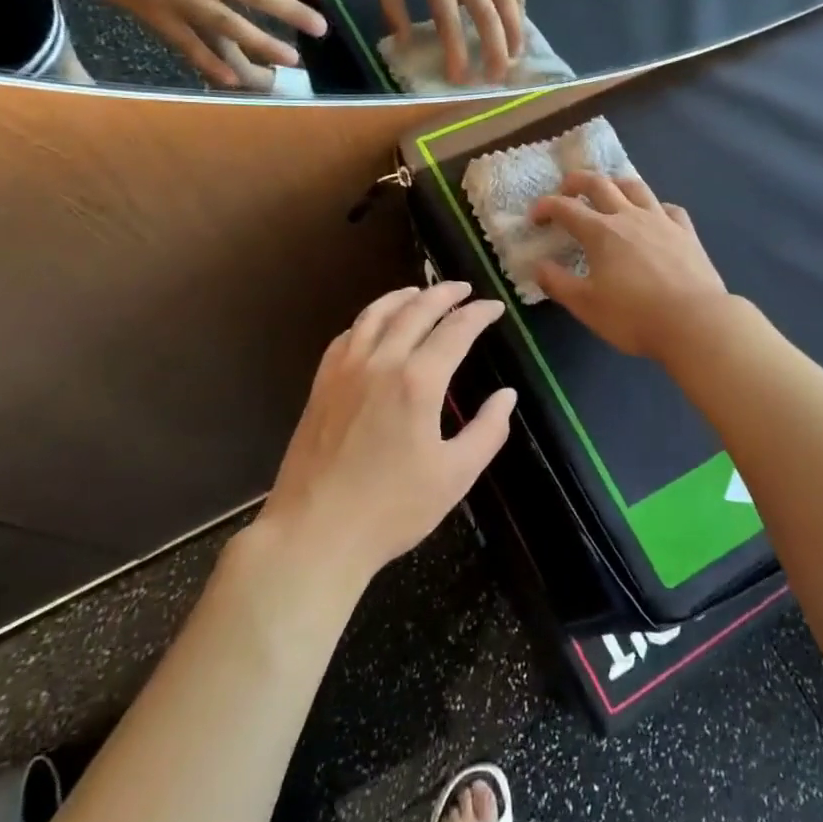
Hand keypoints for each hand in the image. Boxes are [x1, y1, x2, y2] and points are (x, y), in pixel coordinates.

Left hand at [262, 282, 515, 579]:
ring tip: (420, 291)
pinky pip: (347, 335)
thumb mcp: (455, 475)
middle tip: (463, 288)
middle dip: (444, 294)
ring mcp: (345, 370)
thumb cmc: (392, 508)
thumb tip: (507, 396)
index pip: (456, 330)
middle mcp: (381, 362)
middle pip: (415, 310)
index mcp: (418, 381)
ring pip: (376, 314)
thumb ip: (488, 430)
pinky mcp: (321, 384)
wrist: (315, 532)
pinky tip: (374, 325)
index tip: (495, 307)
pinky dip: (368, 319)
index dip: (479, 314)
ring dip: (403, 297)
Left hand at [361, 0, 524, 83]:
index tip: (461, 79)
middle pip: (488, 16)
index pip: (450, 24)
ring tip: (518, 53)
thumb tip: (404, 40)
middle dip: (496, 50)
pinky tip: (520, 16)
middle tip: (498, 77)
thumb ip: (391, 5)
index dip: (458, 54)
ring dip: (516, 29)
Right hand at [530, 171, 727, 360]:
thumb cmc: (634, 316)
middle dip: (577, 181)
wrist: (694, 321)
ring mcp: (661, 221)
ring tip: (608, 189)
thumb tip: (538, 265)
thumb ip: (558, 283)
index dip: (545, 207)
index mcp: (601, 232)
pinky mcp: (686, 232)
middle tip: (566, 188)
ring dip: (615, 183)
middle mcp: (629, 216)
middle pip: (600, 184)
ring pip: (635, 187)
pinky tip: (654, 215)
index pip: (565, 208)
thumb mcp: (586, 306)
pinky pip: (669, 208)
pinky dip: (655, 206)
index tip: (534, 217)